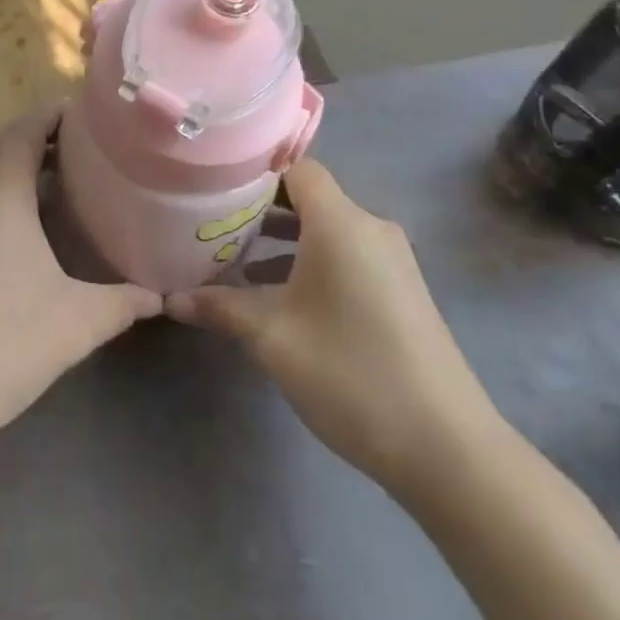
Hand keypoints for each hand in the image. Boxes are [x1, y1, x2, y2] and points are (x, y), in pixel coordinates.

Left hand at [0, 106, 161, 461]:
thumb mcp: (74, 324)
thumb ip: (122, 303)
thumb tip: (161, 296)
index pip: (28, 126)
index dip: (59, 113)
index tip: (94, 117)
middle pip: (2, 141)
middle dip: (40, 135)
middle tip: (85, 148)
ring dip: (13, 164)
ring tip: (55, 182)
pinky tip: (13, 230)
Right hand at [167, 160, 505, 496]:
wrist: (449, 451)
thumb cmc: (351, 374)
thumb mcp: (272, 337)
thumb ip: (220, 307)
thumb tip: (171, 299)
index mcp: (341, 222)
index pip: (295, 168)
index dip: (253, 172)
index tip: (212, 186)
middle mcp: (370, 228)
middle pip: (309, 198)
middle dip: (259, 210)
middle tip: (213, 225)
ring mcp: (391, 261)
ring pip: (326, 230)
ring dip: (283, 240)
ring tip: (235, 262)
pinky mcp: (400, 291)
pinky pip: (346, 256)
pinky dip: (310, 262)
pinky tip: (278, 298)